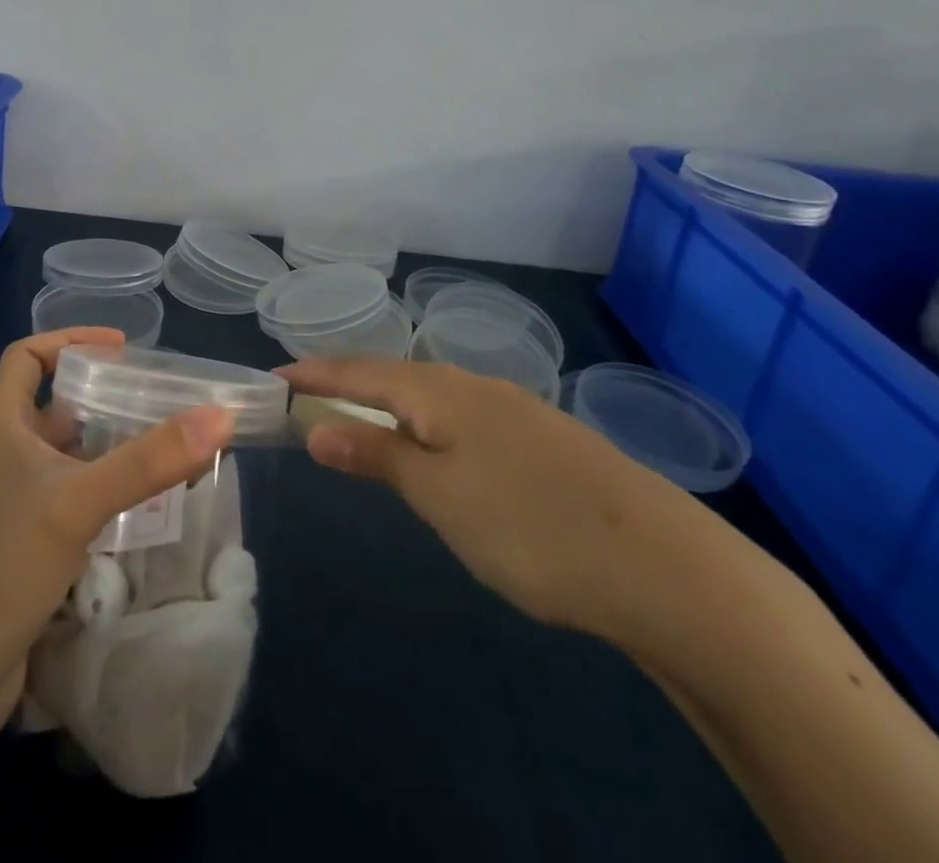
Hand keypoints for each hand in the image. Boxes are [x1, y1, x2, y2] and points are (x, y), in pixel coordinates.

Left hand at [0, 329, 234, 741]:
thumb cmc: (3, 564)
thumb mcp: (79, 501)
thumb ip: (149, 460)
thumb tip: (220, 415)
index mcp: (1, 427)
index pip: (25, 357)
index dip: (68, 340)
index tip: (120, 347)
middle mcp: (5, 456)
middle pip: (54, 405)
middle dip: (104, 396)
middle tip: (159, 397)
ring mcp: (15, 503)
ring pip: (69, 455)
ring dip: (111, 446)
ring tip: (165, 443)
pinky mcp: (29, 544)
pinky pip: (74, 498)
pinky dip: (107, 491)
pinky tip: (144, 503)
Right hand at [284, 357, 715, 637]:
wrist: (663, 566)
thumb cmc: (529, 527)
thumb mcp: (438, 496)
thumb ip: (376, 457)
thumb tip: (314, 427)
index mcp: (441, 393)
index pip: (360, 373)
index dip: (316, 374)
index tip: (276, 375)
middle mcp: (474, 386)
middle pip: (395, 376)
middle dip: (348, 383)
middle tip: (309, 393)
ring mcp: (515, 410)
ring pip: (433, 395)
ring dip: (390, 402)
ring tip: (362, 416)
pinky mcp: (542, 439)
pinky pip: (463, 415)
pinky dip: (429, 422)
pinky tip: (439, 446)